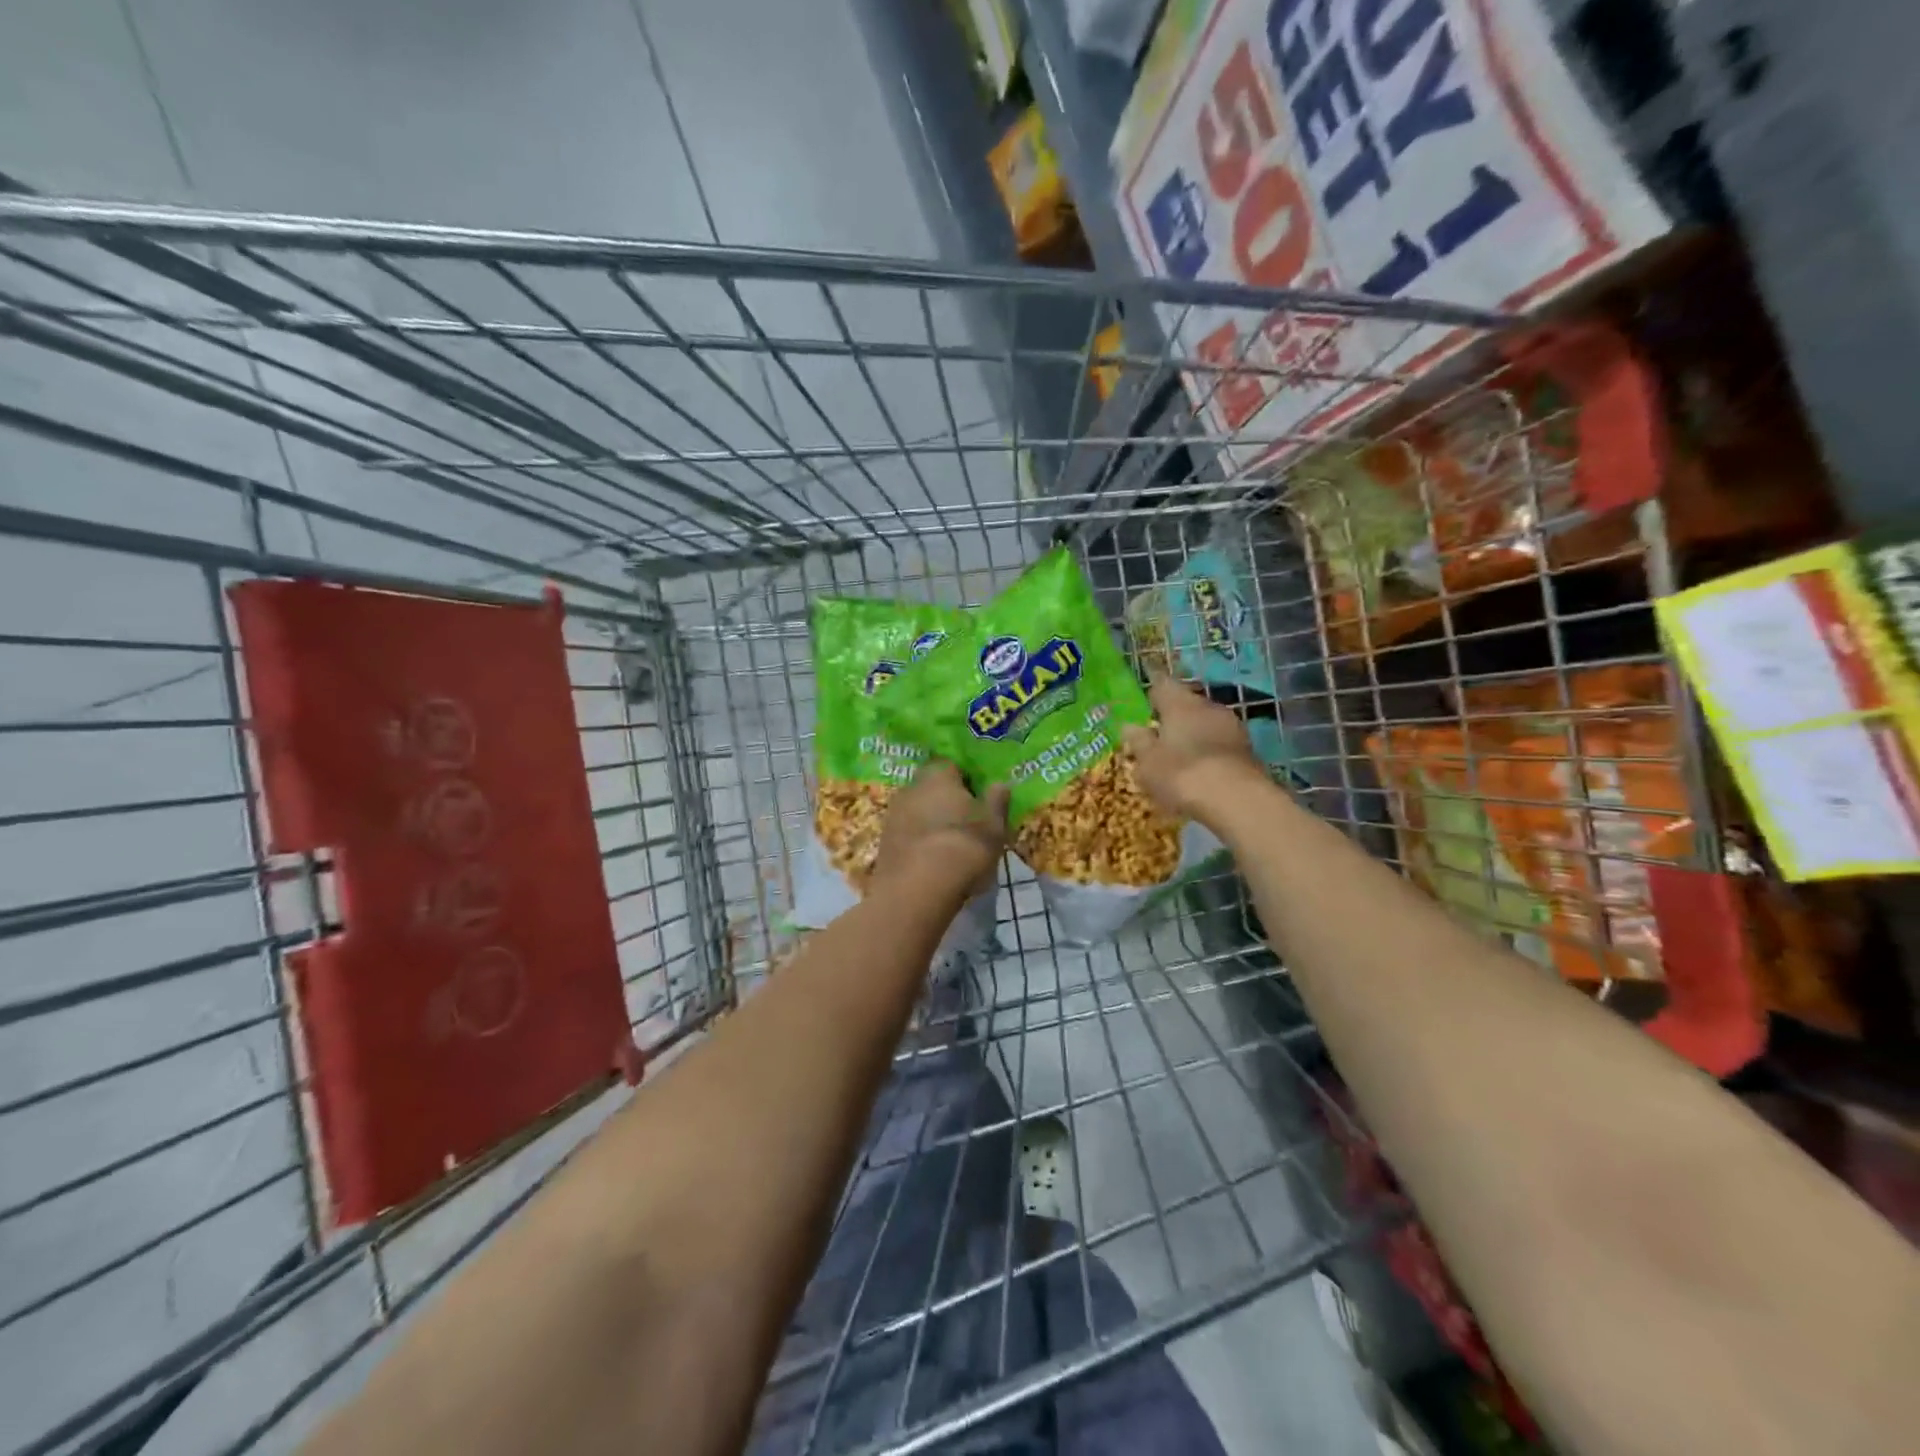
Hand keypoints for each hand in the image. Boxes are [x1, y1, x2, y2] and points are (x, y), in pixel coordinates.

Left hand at [871, 760, 1009, 899]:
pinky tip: (929, 860)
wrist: (919, 889)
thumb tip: (999, 784)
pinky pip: (906, 834)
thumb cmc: (965, 847)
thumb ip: (997, 802)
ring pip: (916, 811)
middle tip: (964, 822)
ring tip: (948, 845)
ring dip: (929, 821)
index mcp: (939, 776)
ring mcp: (893, 814)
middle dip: (944, 801)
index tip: (977, 798)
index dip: (965, 781)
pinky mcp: (883, 841)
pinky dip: (917, 841)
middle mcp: (911, 787)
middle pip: (930, 788)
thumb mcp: (994, 826)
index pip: (952, 766)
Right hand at [1121, 672, 1263, 822]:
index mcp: (1179, 702)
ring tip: (1179, 755)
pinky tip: (1200, 769)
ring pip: (1205, 723)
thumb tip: (1129, 726)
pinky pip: (1220, 743)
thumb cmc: (1181, 773)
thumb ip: (1138, 741)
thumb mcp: (1147, 762)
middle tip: (1158, 734)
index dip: (1152, 692)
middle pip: (1186, 703)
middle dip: (1173, 716)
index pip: (1161, 685)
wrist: (1237, 800)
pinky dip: (1209, 751)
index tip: (1144, 701)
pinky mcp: (1248, 749)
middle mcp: (1207, 706)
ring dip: (1193, 734)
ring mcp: (1232, 726)